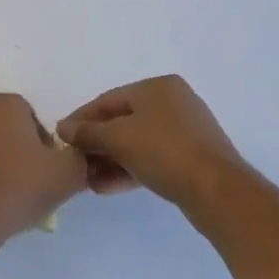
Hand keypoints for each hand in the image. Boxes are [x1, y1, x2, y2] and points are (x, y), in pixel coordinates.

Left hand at [0, 94, 87, 245]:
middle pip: (8, 132)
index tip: (47, 170)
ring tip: (10, 197)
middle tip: (32, 184)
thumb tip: (73, 156)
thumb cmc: (20, 186)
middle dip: (20, 153)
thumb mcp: (69, 172)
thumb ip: (79, 156)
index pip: (33, 119)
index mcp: (4, 105)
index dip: (45, 146)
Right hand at [57, 75, 249, 211]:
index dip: (80, 120)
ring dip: (109, 160)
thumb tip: (62, 128)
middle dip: (96, 144)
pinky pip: (151, 157)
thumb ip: (87, 132)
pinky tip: (107, 187)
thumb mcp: (118, 139)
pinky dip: (129, 168)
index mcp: (157, 87)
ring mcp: (184, 130)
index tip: (61, 140)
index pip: (107, 100)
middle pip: (122, 121)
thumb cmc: (164, 152)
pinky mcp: (190, 157)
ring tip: (88, 182)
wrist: (217, 191)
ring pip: (136, 142)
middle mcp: (172, 102)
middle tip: (75, 164)